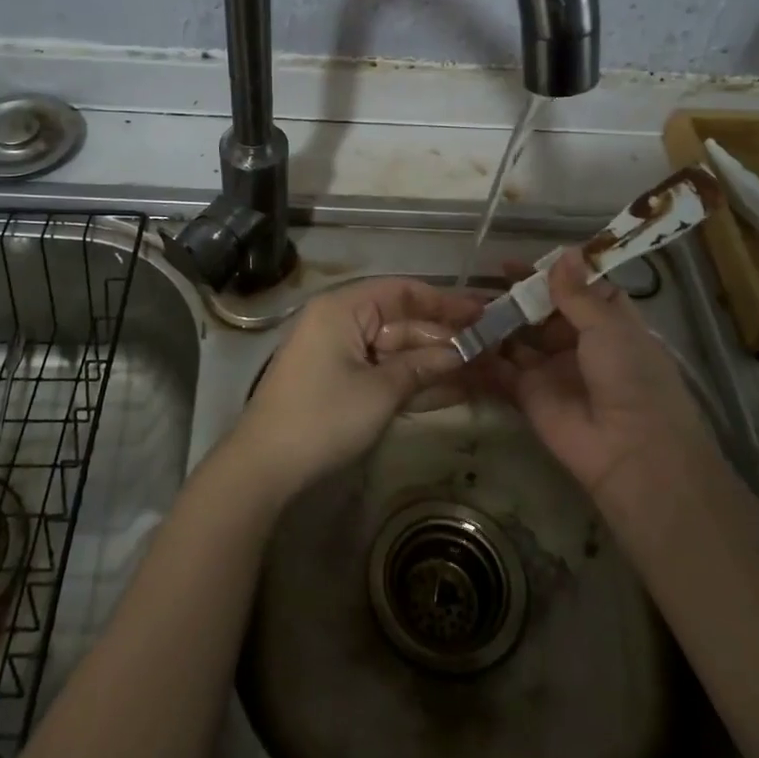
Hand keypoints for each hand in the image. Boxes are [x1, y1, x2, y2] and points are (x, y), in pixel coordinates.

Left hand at [223, 277, 485, 504]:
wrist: (265, 466)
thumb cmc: (323, 417)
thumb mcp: (380, 391)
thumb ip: (423, 366)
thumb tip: (463, 353)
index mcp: (344, 308)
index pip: (403, 291)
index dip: (445, 302)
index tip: (483, 313)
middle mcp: (341, 322)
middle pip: (403, 322)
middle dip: (446, 338)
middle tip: (493, 350)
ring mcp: (340, 354)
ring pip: (397, 350)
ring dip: (436, 362)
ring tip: (485, 370)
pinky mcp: (341, 382)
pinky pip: (384, 372)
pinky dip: (413, 380)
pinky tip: (454, 389)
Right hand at [483, 249, 707, 501]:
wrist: (629, 449)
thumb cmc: (630, 377)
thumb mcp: (608, 327)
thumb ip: (577, 294)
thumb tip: (564, 253)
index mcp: (610, 324)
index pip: (580, 291)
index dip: (555, 275)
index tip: (527, 260)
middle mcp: (580, 344)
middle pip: (543, 313)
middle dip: (518, 296)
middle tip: (486, 278)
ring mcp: (552, 370)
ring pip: (519, 338)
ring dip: (496, 321)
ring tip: (465, 301)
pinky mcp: (528, 394)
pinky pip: (501, 370)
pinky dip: (482, 355)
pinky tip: (459, 334)